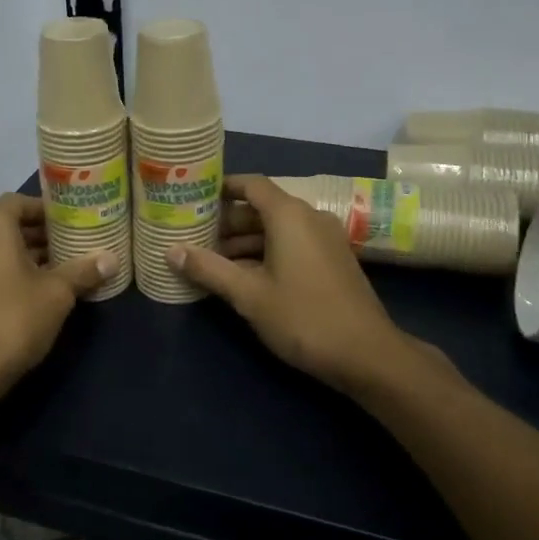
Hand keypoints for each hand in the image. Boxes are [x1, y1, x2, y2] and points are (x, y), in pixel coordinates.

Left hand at [0, 194, 113, 402]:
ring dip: (27, 257)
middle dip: (41, 235)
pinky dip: (10, 275)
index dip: (45, 209)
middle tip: (74, 245)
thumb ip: (83, 270)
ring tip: (62, 271)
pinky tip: (37, 295)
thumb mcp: (57, 294)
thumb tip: (111, 258)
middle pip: (8, 227)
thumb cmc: (13, 320)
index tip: (72, 221)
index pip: (18, 202)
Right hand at [168, 175, 423, 396]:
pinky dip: (267, 252)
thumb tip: (171, 251)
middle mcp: (309, 217)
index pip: (250, 184)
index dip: (221, 188)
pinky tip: (244, 277)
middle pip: (262, 207)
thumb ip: (208, 269)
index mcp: (289, 215)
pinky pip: (293, 244)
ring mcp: (325, 239)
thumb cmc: (303, 317)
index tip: (193, 198)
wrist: (367, 354)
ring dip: (245, 241)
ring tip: (212, 261)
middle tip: (194, 237)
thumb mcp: (249, 295)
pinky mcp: (333, 260)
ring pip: (277, 229)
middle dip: (228, 222)